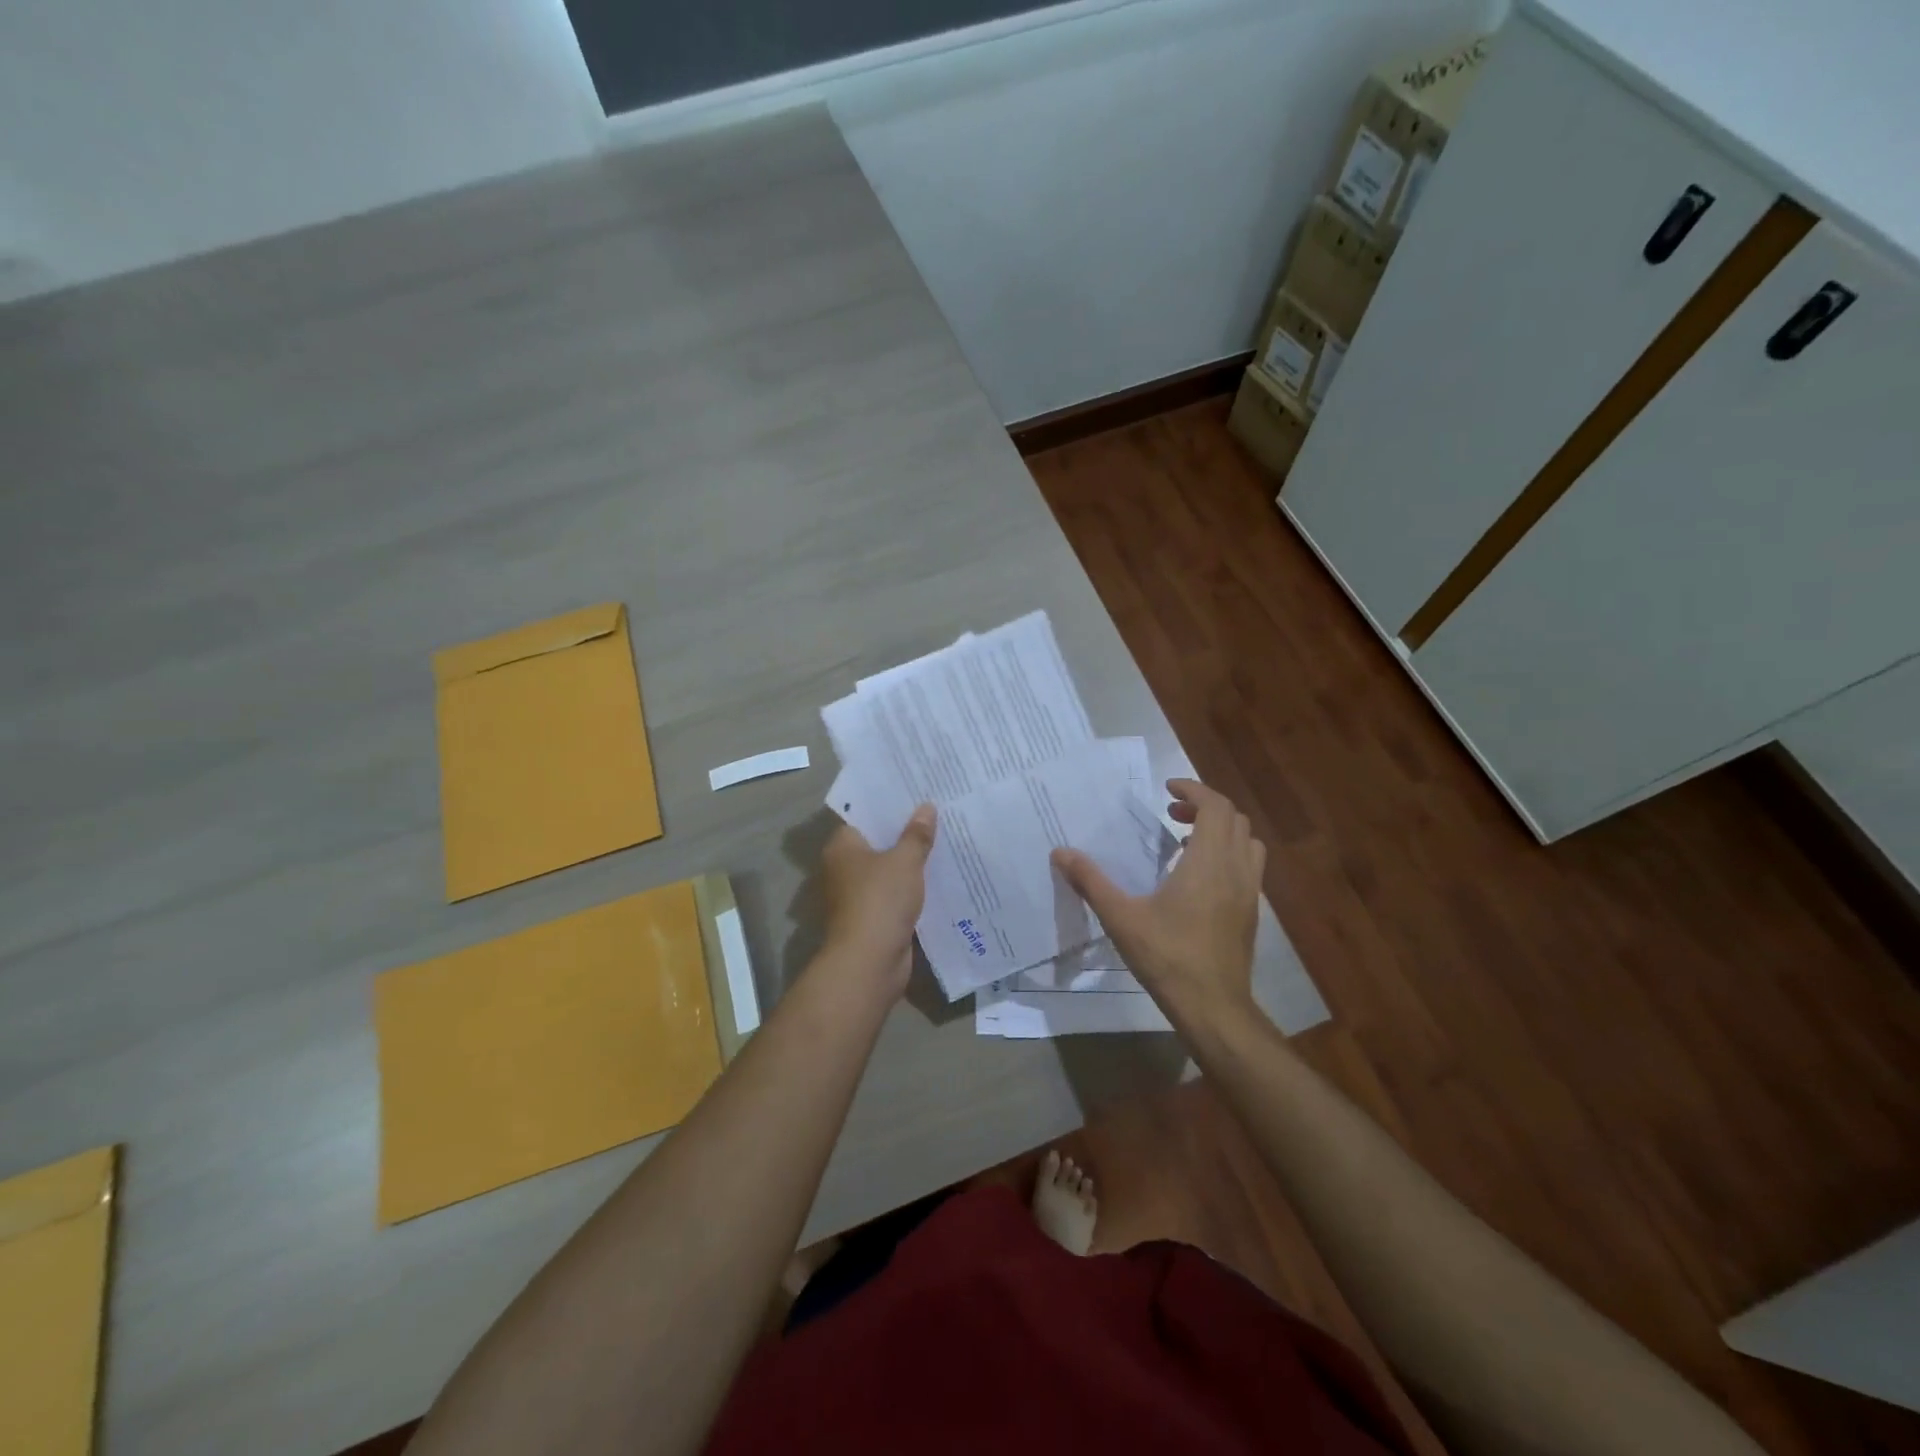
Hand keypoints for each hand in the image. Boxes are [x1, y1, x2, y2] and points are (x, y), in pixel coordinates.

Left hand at [817, 804, 937, 1000]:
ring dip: (912, 863)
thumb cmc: (880, 900)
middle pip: (878, 843)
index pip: (864, 817)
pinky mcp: (874, 918)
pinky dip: (914, 889)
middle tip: (937, 814)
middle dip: (905, 833)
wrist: (870, 962)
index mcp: (843, 847)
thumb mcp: (904, 861)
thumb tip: (926, 807)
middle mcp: (845, 868)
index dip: (889, 806)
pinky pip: (897, 895)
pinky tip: (941, 877)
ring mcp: (859, 895)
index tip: (915, 794)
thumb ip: (916, 835)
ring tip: (945, 841)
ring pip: (890, 871)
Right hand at [1051, 779, 1263, 1030]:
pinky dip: (1228, 855)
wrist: (1214, 1008)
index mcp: (1208, 861)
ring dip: (1221, 830)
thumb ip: (1091, 881)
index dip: (1193, 789)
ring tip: (1186, 841)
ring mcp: (1249, 892)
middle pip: (1234, 819)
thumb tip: (1060, 852)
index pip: (1215, 806)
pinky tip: (1198, 878)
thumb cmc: (1167, 957)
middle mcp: (1236, 869)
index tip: (1166, 789)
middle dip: (1203, 806)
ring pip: (1247, 842)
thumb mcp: (1121, 917)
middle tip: (1171, 812)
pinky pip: (1248, 866)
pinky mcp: (1251, 913)